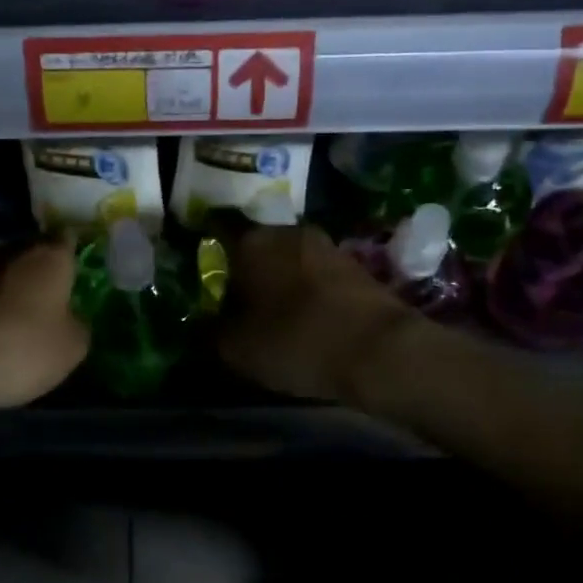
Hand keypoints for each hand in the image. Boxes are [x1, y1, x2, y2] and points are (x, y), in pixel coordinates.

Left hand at [0, 236, 89, 411]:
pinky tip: (3, 324)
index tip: (79, 267)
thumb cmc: (28, 346)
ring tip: (29, 310)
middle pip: (35, 249)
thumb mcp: (73, 345)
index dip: (73, 251)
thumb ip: (78, 323)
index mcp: (51, 255)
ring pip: (9, 268)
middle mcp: (16, 251)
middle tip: (57, 290)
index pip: (67, 238)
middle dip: (44, 266)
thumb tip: (71, 317)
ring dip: (18, 284)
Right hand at [215, 222, 413, 403]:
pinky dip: (308, 292)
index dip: (209, 260)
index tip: (205, 283)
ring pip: (289, 261)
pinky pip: (317, 276)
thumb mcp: (236, 349)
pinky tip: (307, 320)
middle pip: (256, 248)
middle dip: (246, 272)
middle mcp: (287, 231)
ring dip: (280, 281)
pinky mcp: (356, 266)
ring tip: (274, 315)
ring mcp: (326, 245)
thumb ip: (210, 331)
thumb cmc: (295, 341)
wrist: (381, 350)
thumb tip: (202, 323)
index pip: (217, 236)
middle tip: (238, 304)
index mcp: (251, 240)